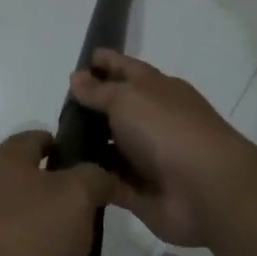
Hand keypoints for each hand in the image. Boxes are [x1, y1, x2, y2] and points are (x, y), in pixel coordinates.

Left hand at [0, 131, 115, 255]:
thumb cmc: (20, 234)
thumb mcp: (73, 196)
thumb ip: (95, 179)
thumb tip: (101, 176)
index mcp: (5, 163)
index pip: (36, 140)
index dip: (66, 146)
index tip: (95, 163)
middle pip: (38, 198)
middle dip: (73, 217)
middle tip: (105, 232)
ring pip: (36, 247)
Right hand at [67, 50, 252, 247]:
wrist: (206, 190)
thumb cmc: (166, 129)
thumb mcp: (127, 98)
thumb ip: (98, 90)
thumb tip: (77, 77)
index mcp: (155, 89)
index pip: (123, 68)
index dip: (101, 63)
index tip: (72, 67)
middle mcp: (152, 119)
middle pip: (114, 109)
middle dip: (86, 109)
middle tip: (55, 112)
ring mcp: (147, 157)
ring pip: (109, 147)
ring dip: (84, 146)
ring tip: (50, 145)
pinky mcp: (140, 191)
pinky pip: (108, 181)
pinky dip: (90, 178)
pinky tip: (64, 176)